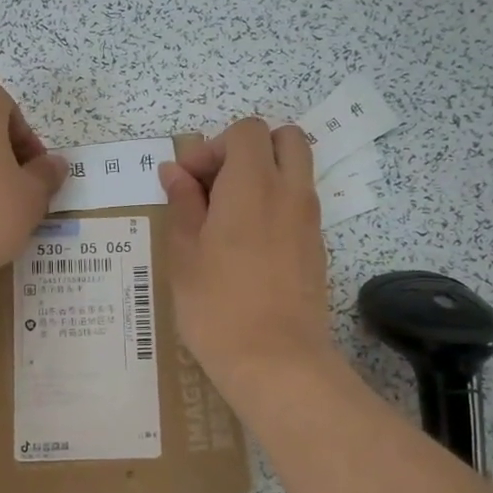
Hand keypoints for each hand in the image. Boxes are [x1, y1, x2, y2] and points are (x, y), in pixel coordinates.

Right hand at [159, 118, 335, 397]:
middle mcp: (290, 191)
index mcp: (253, 184)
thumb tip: (175, 171)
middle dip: (248, 149)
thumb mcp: (184, 252)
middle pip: (284, 138)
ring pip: (296, 170)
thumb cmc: (217, 306)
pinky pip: (299, 203)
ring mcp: (309, 219)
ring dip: (263, 175)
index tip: (187, 183)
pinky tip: (246, 244)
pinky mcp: (317, 247)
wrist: (276, 360)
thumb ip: (182, 203)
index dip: (212, 147)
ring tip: (227, 215)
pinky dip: (275, 203)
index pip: (245, 132)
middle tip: (216, 185)